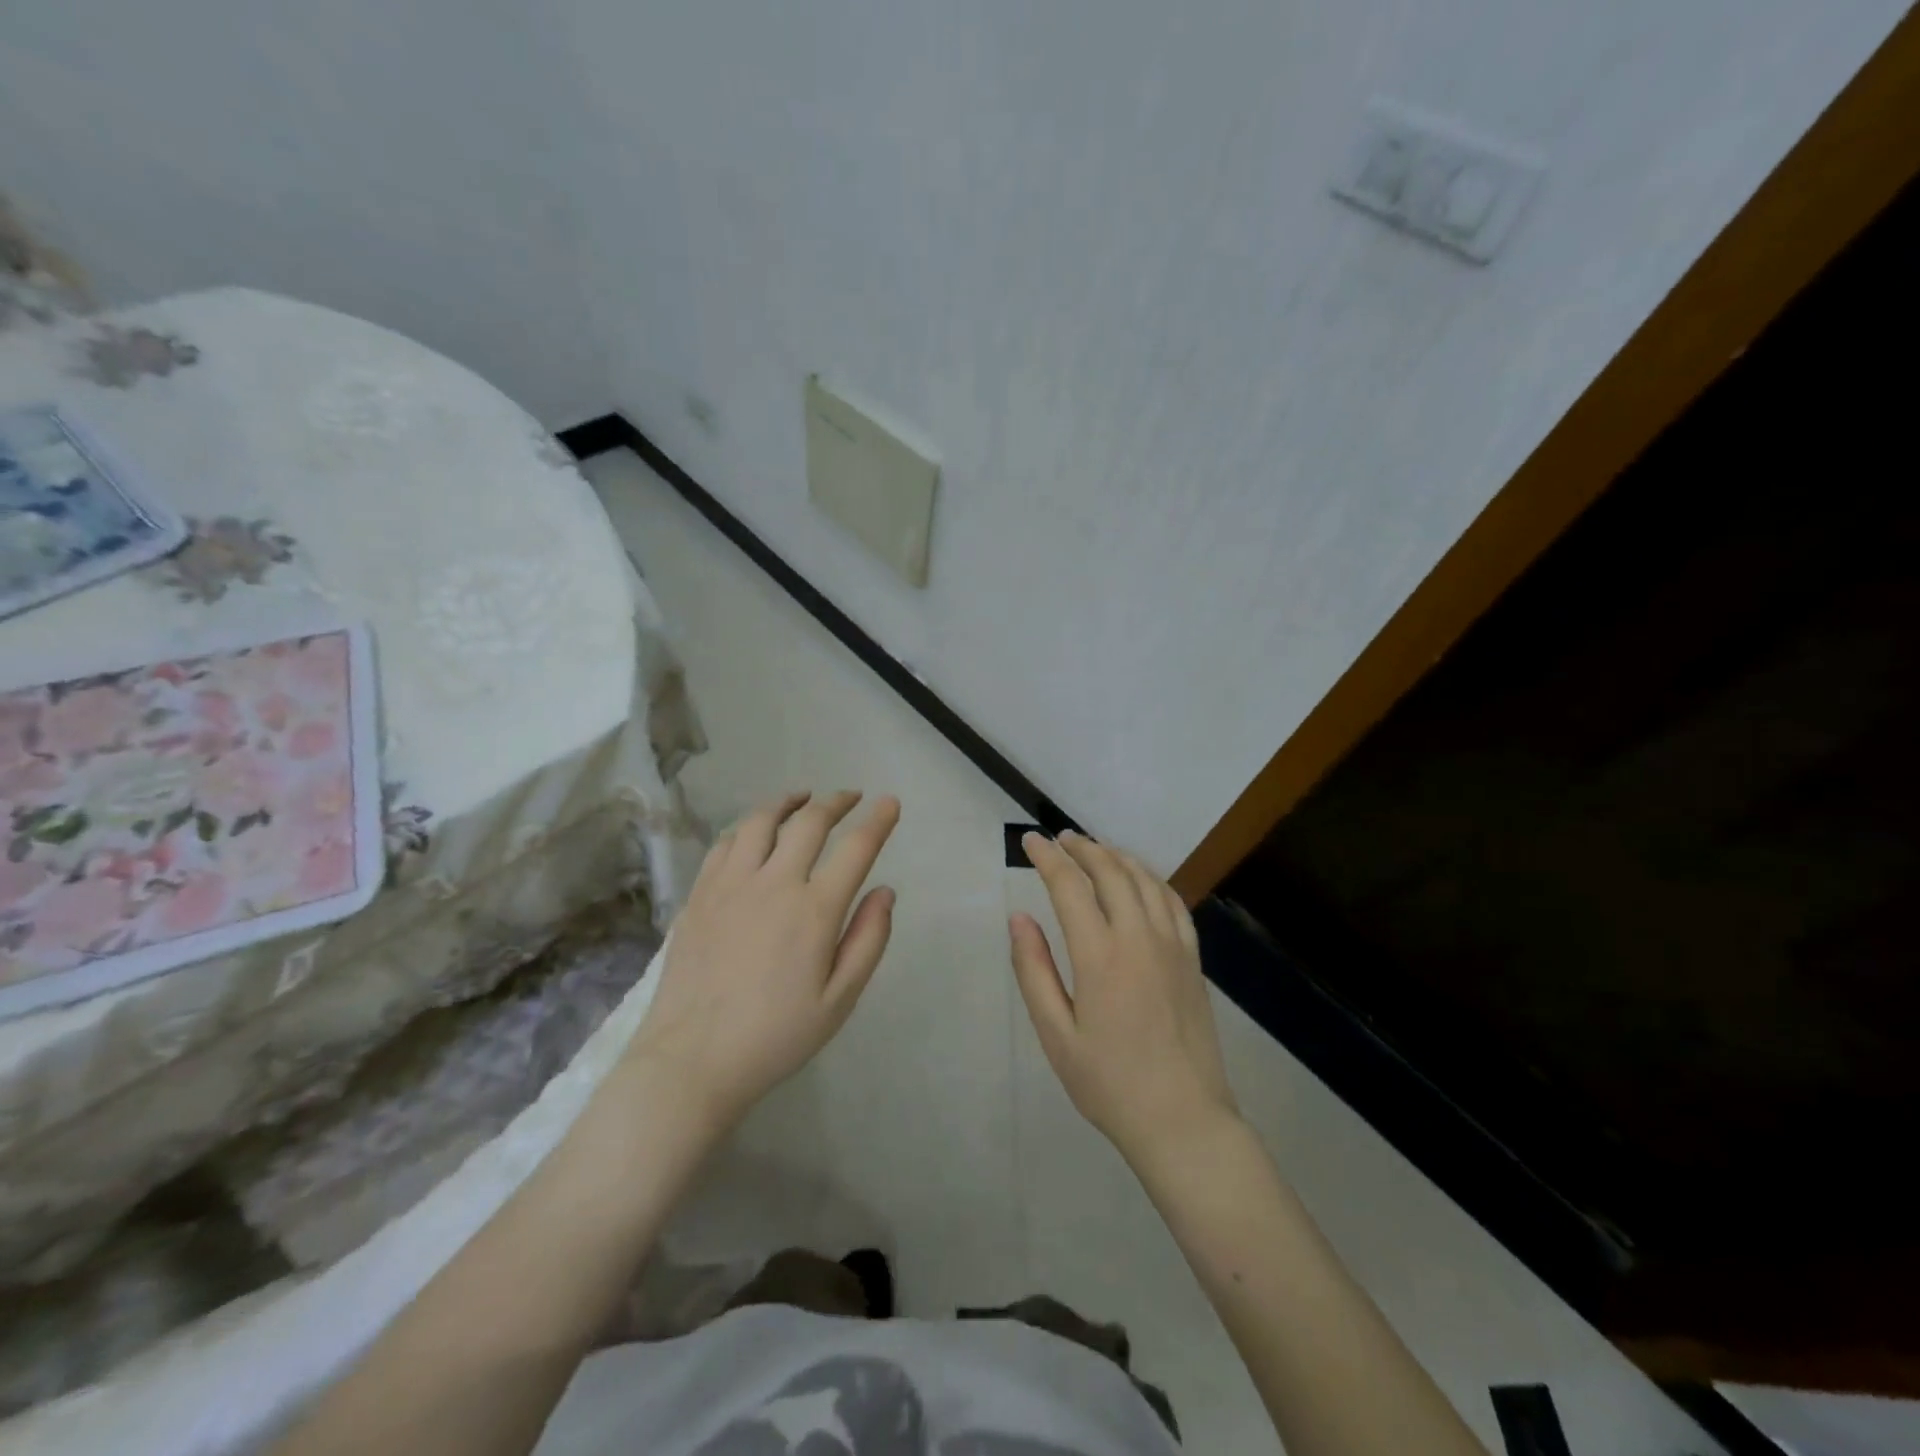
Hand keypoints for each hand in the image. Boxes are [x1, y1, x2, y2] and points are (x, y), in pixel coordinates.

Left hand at [630, 790, 899, 1130]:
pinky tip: (755, 831)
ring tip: (802, 798)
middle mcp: (773, 883)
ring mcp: (730, 884)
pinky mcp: (699, 894)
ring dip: (788, 802)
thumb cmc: (775, 1037)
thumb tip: (885, 891)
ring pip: (761, 821)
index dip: (878, 820)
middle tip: (850, 797)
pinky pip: (726, 843)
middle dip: (836, 802)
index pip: (856, 848)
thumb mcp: (839, 1001)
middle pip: (809, 822)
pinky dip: (748, 826)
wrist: (692, 1060)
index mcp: (814, 910)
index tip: (890, 802)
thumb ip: (868, 940)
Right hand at [1010, 831, 1238, 1166]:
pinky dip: (1152, 878)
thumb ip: (1034, 971)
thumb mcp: (1056, 1035)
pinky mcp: (1192, 959)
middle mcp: (1140, 938)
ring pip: (1145, 880)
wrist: (1183, 1120)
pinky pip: (1174, 901)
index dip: (1048, 857)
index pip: (1070, 886)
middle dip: (1083, 848)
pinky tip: (1140, 879)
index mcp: (1100, 956)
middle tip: (1060, 839)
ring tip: (1095, 849)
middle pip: (1111, 872)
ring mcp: (1173, 946)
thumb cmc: (1109, 1083)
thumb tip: (1019, 918)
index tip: (1030, 841)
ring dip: (1117, 856)